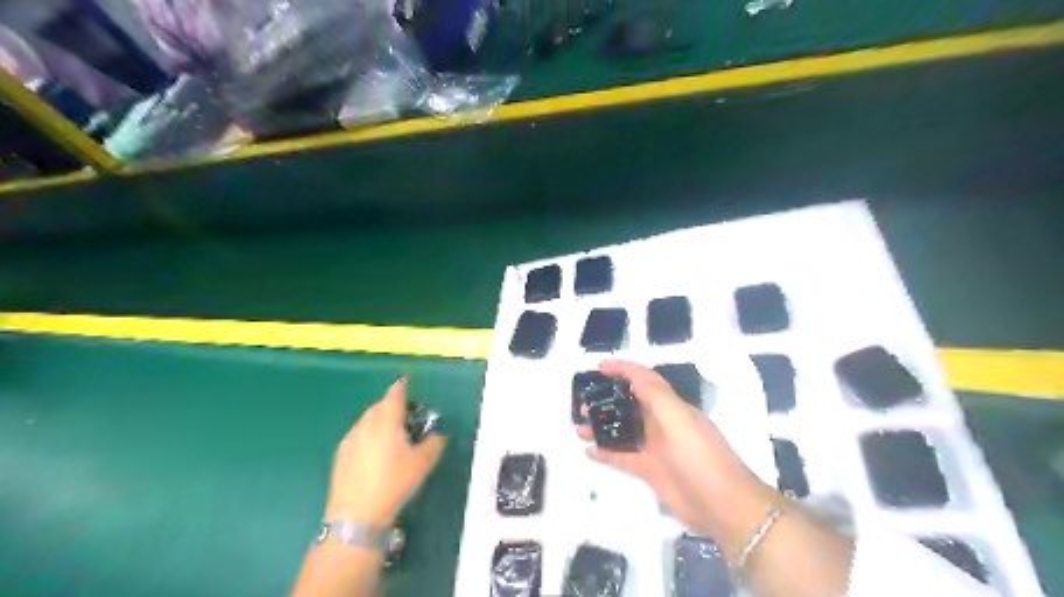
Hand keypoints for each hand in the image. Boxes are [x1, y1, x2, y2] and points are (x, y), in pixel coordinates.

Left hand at [328, 378, 444, 522]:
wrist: (356, 516)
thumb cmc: (393, 484)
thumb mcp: (422, 464)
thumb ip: (434, 443)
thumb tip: (438, 434)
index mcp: (386, 422)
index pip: (394, 394)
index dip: (402, 386)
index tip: (407, 381)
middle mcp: (365, 425)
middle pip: (379, 406)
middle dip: (392, 405)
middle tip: (406, 416)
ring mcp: (350, 439)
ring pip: (367, 420)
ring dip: (379, 419)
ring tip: (392, 436)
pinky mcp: (340, 455)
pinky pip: (358, 434)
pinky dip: (369, 434)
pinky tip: (375, 453)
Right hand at [574, 362, 778, 561]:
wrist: (723, 505)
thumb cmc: (700, 455)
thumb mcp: (678, 418)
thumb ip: (655, 395)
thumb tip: (631, 375)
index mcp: (671, 406)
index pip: (644, 379)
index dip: (623, 370)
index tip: (598, 368)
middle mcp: (662, 423)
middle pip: (629, 404)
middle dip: (606, 400)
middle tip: (582, 404)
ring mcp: (656, 447)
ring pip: (623, 430)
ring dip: (602, 426)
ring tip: (579, 427)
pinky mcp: (651, 470)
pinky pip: (623, 457)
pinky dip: (606, 453)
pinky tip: (589, 451)